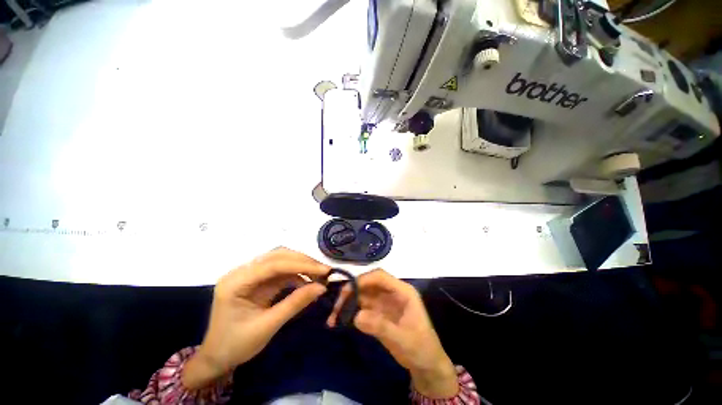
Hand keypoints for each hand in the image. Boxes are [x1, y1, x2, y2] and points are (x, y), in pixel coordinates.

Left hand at [183, 248, 329, 389]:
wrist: (217, 358)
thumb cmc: (236, 345)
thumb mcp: (267, 327)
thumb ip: (294, 304)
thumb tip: (322, 287)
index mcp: (236, 283)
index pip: (273, 265)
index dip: (301, 265)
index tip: (324, 270)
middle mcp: (242, 272)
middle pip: (277, 256)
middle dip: (303, 261)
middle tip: (324, 271)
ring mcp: (250, 274)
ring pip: (281, 259)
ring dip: (301, 265)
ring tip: (319, 274)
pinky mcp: (258, 280)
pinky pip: (280, 271)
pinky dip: (296, 274)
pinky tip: (307, 281)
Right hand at [327, 269, 457, 398]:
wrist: (426, 365)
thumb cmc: (421, 348)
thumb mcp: (404, 339)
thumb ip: (381, 327)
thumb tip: (356, 316)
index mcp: (402, 291)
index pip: (380, 277)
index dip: (364, 279)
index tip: (347, 290)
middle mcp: (391, 293)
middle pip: (368, 284)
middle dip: (351, 291)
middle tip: (336, 306)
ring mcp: (384, 303)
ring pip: (362, 295)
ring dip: (347, 303)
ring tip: (333, 316)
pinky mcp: (378, 314)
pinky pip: (361, 308)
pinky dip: (350, 313)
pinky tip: (339, 321)